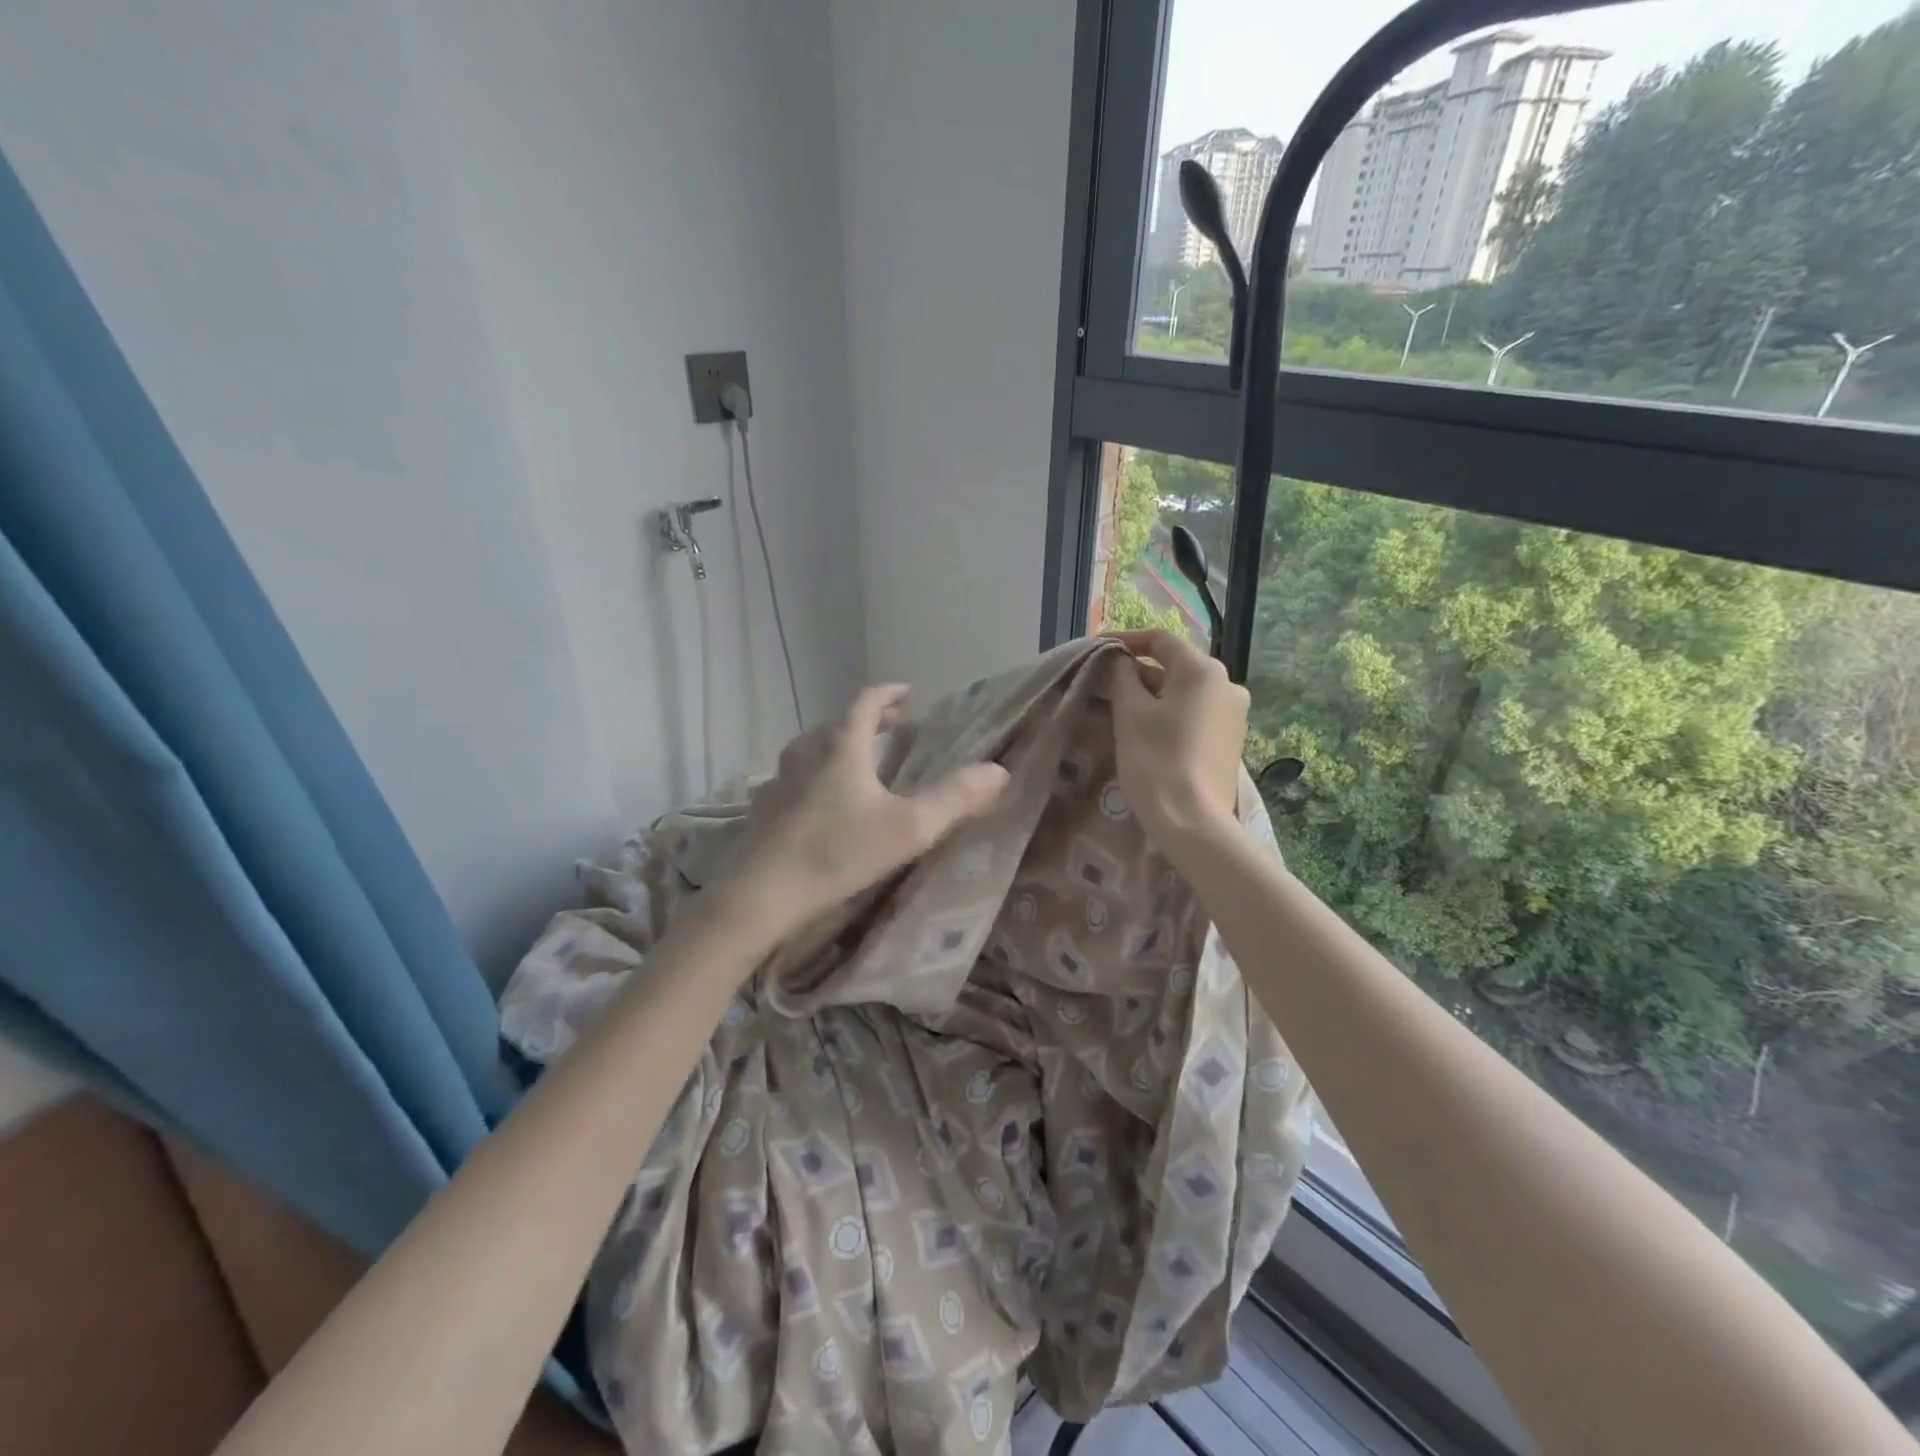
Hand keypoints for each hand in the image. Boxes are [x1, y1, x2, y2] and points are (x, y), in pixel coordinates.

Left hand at [735, 684, 1009, 934]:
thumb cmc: (840, 853)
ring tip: (859, 758)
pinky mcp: (764, 809)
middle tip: (893, 724)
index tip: (908, 692)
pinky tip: (821, 800)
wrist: (762, 895)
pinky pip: (795, 777)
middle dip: (869, 720)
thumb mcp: (910, 828)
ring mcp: (779, 780)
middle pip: (838, 723)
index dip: (889, 693)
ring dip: (839, 745)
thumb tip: (999, 771)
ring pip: (813, 749)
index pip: (866, 702)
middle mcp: (806, 753)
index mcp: (841, 747)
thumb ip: (956, 798)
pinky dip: (816, 774)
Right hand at [1104, 630, 1248, 846]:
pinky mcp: (1229, 739)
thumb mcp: (1130, 714)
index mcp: (1203, 670)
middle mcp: (1226, 684)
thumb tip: (1119, 660)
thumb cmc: (1156, 761)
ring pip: (1183, 691)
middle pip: (1173, 666)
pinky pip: (1194, 713)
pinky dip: (1168, 713)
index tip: (1096, 651)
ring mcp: (1232, 713)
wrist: (1193, 822)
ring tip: (1116, 707)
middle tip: (1101, 683)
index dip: (1125, 640)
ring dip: (1150, 694)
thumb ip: (1122, 678)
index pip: (1159, 640)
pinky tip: (1143, 729)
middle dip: (1136, 671)